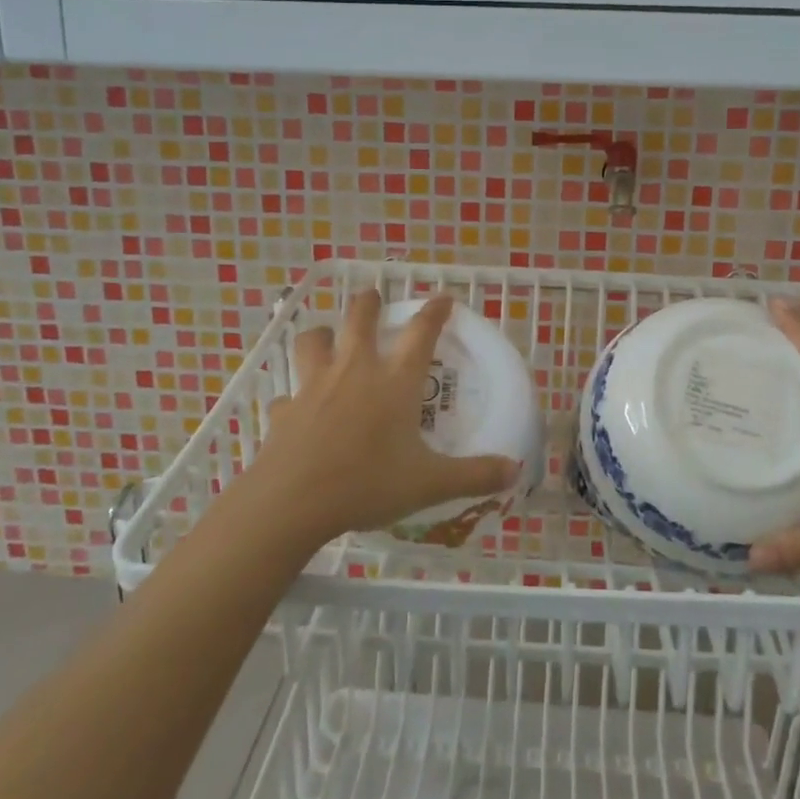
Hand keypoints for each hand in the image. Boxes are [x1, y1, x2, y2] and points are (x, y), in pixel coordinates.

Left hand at [242, 290, 521, 544]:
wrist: (293, 500)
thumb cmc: (368, 483)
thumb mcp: (430, 484)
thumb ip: (474, 475)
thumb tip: (515, 470)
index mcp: (394, 382)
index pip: (421, 333)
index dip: (434, 312)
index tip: (443, 298)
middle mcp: (354, 371)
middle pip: (359, 319)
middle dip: (368, 303)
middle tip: (373, 298)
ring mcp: (314, 386)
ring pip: (313, 341)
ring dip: (322, 334)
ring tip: (327, 337)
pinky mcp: (285, 409)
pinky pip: (288, 395)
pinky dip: (294, 397)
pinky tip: (297, 409)